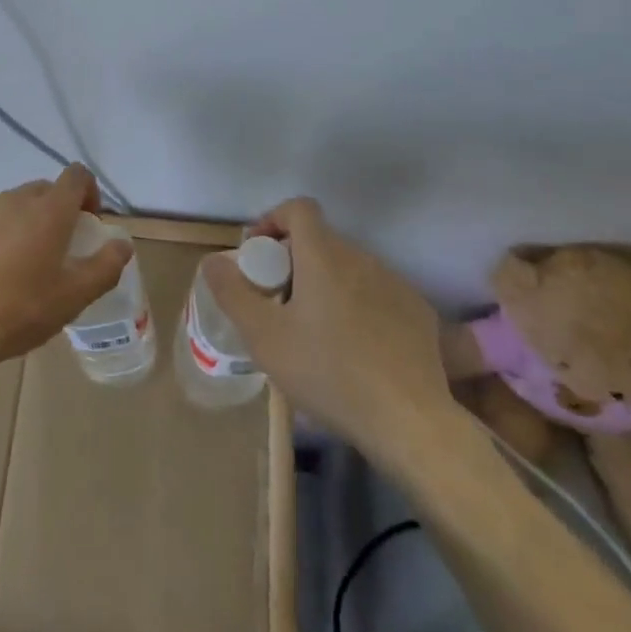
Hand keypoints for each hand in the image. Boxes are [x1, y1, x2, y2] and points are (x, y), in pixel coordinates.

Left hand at [0, 167, 130, 386]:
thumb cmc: (18, 312)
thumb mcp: (73, 297)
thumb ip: (105, 266)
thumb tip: (123, 243)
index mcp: (47, 211)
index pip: (76, 176)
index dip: (86, 193)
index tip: (85, 222)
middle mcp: (11, 199)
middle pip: (39, 192)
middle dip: (49, 213)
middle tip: (47, 252)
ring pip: (2, 208)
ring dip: (11, 227)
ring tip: (4, 267)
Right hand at [203, 197, 453, 452]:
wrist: (410, 423)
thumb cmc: (329, 373)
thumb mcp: (265, 337)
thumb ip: (232, 293)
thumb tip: (213, 260)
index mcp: (324, 256)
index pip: (299, 208)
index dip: (273, 220)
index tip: (260, 256)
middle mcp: (362, 258)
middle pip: (321, 241)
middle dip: (294, 261)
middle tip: (279, 303)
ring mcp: (395, 284)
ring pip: (349, 268)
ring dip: (327, 284)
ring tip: (316, 331)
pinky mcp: (418, 313)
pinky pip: (377, 293)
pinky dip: (359, 306)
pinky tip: (355, 349)